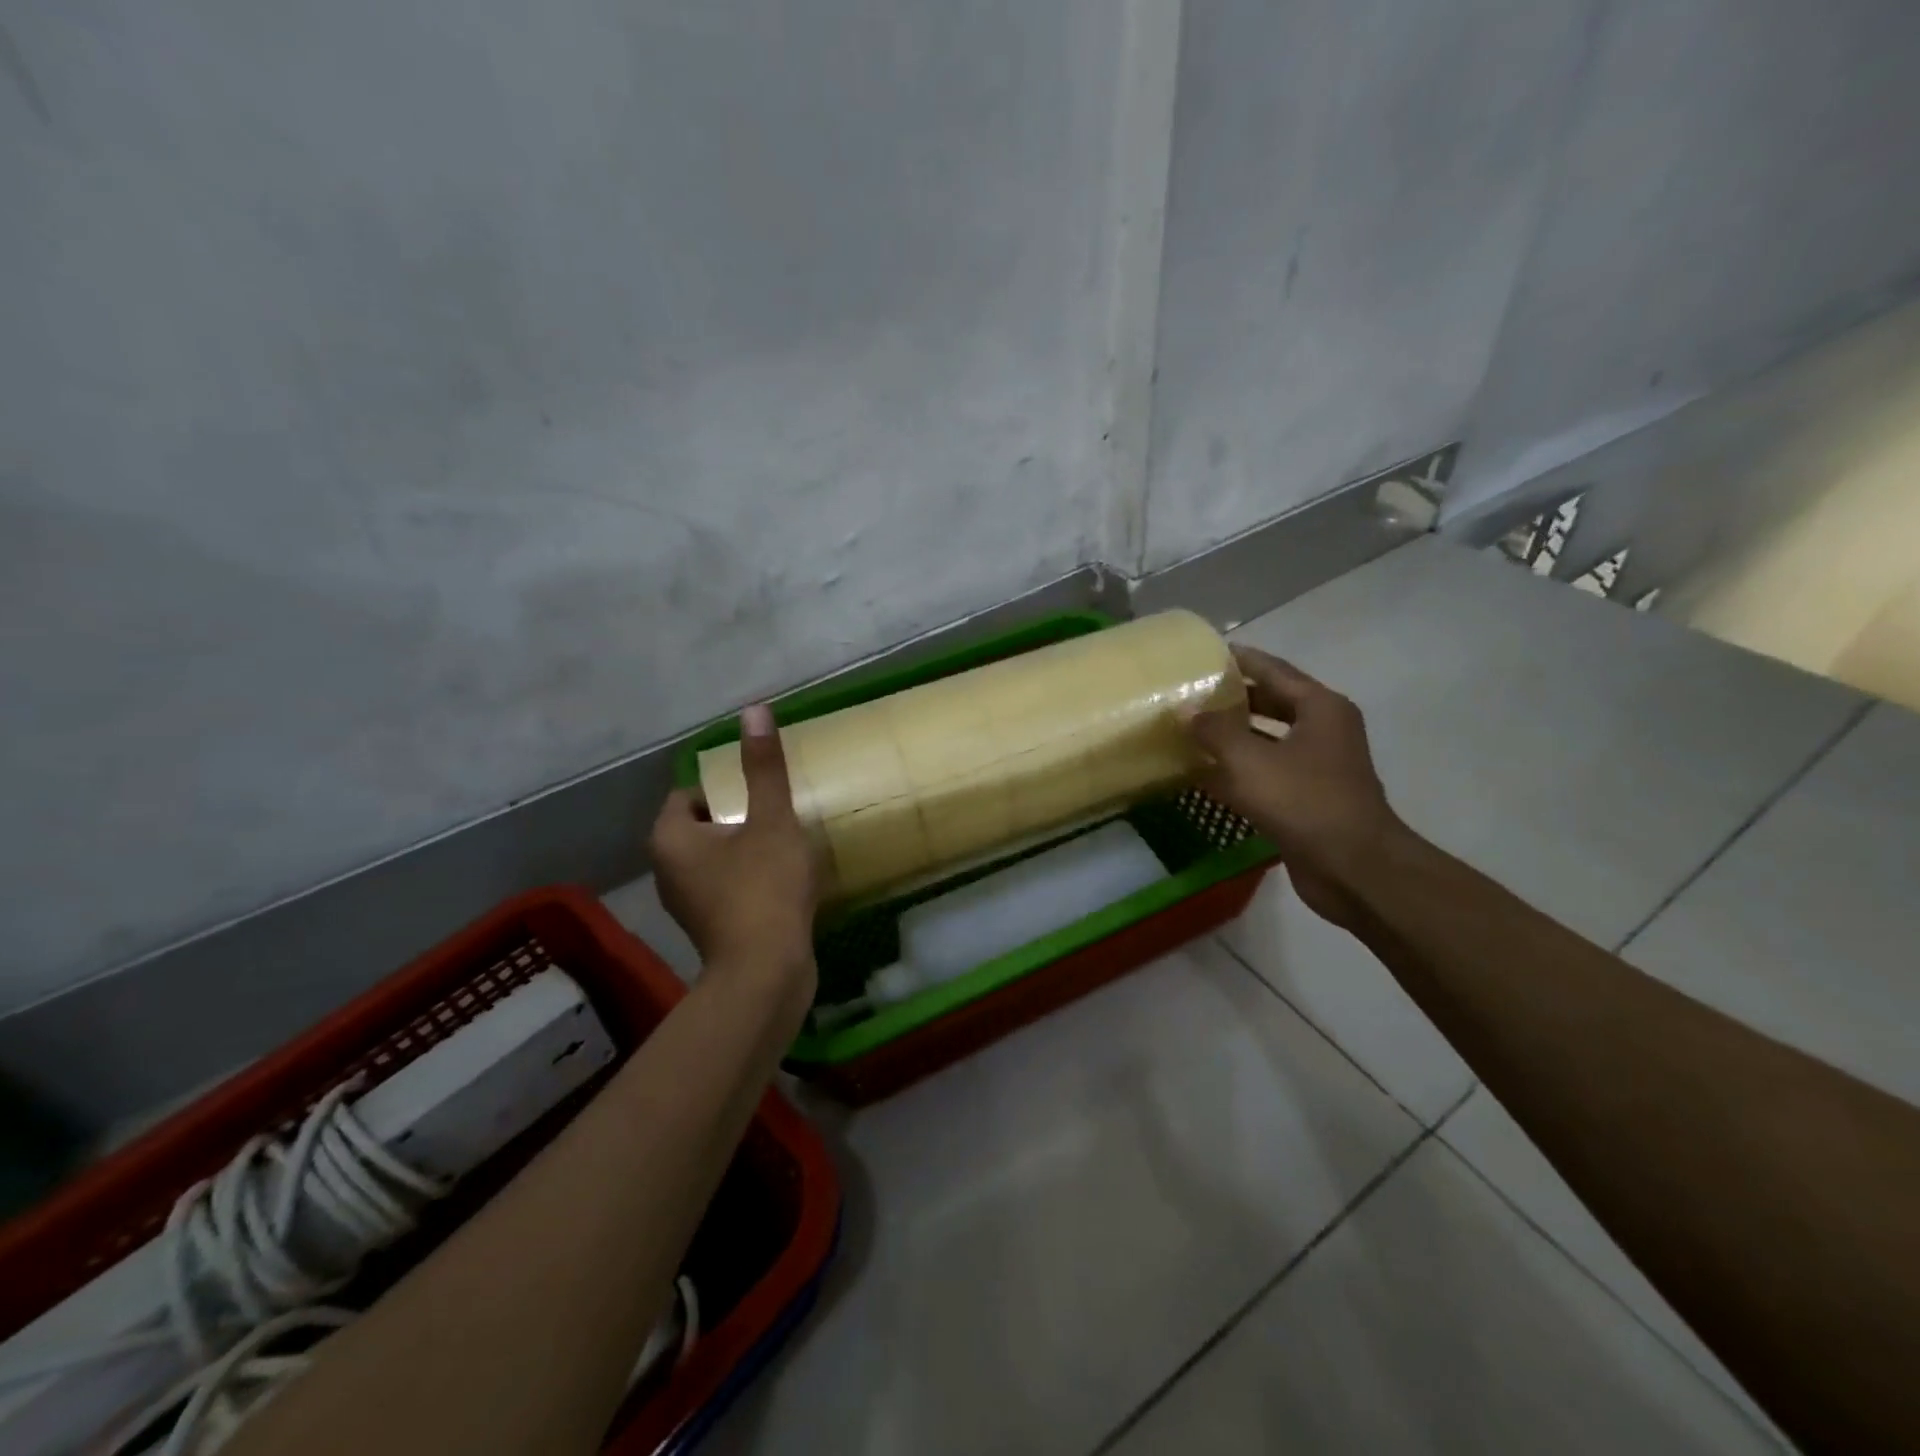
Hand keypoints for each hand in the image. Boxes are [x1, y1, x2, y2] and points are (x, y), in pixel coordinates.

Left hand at [650, 705, 818, 998]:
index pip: (689, 793)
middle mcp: (666, 869)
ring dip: (744, 848)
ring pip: (714, 857)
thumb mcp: (771, 820)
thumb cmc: (764, 888)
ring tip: (783, 847)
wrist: (766, 973)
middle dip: (738, 818)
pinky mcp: (707, 926)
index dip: (726, 788)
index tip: (762, 796)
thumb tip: (754, 709)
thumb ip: (763, 767)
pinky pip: (724, 885)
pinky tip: (780, 882)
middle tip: (777, 817)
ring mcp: (685, 902)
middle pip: (702, 825)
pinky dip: (747, 878)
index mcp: (670, 838)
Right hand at [1186, 647, 1403, 929]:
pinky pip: (1264, 773)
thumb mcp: (1250, 761)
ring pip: (1265, 740)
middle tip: (1189, 692)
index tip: (1204, 653)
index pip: (1273, 670)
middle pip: (1270, 703)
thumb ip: (1214, 731)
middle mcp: (1322, 730)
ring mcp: (1316, 766)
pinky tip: (1201, 774)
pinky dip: (1236, 770)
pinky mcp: (1305, 798)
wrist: (1353, 868)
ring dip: (1230, 737)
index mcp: (1320, 708)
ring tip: (1188, 728)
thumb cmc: (1305, 802)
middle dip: (1231, 699)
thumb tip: (1186, 708)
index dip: (1239, 660)